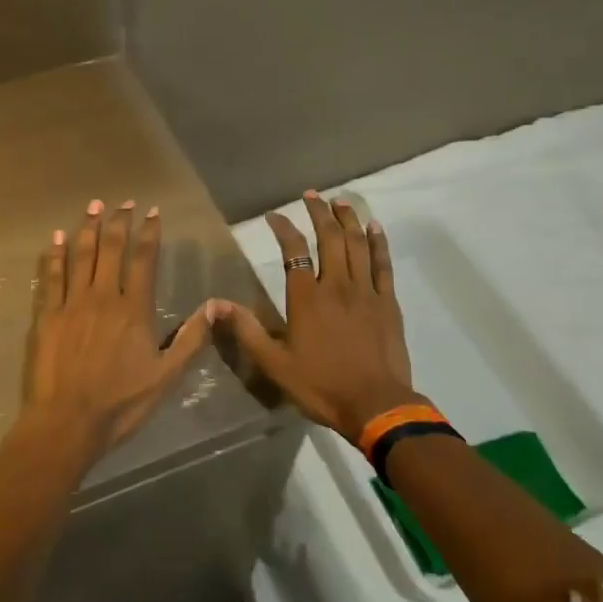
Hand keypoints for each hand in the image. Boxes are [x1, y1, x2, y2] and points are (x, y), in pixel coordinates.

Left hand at [17, 199, 213, 466]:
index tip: (152, 212)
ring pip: (80, 256)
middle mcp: (102, 297)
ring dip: (87, 228)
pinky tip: (55, 238)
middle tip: (122, 201)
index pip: (144, 260)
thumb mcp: (166, 377)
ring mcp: (71, 304)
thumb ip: (191, 339)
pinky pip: (50, 277)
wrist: (66, 422)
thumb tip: (214, 305)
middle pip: (111, 249)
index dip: (149, 233)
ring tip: (92, 206)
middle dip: (118, 222)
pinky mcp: (47, 316)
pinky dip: (54, 255)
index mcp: (134, 310)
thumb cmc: (120, 404)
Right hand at [212, 191, 421, 443]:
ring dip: (348, 219)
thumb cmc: (321, 385)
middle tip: (311, 196)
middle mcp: (336, 285)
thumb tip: (214, 304)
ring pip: (357, 244)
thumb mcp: (274, 363)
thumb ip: (246, 330)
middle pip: (329, 238)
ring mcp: (366, 292)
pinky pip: (382, 265)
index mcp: (307, 298)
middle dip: (319, 212)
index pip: (294, 252)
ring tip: (341, 201)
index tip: (275, 215)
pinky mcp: (388, 302)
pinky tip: (375, 228)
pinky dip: (378, 243)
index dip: (283, 229)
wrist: (376, 405)